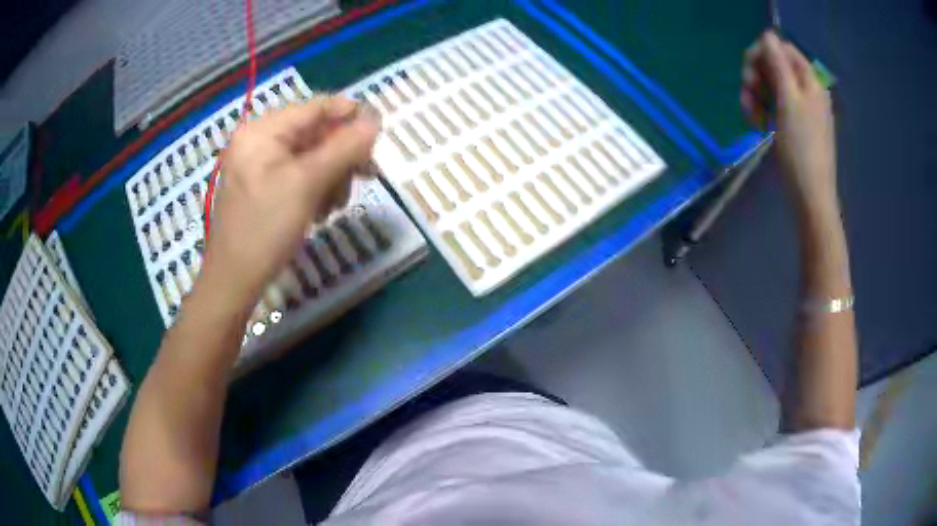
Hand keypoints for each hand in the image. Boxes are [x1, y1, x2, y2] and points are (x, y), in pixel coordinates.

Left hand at [199, 96, 380, 307]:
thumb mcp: (307, 184)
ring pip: (313, 156)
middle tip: (365, 177)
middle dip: (341, 156)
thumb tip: (376, 120)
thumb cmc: (266, 228)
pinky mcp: (265, 186)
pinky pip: (300, 175)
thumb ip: (344, 148)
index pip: (317, 107)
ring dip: (332, 177)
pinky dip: (317, 189)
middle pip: (316, 133)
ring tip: (335, 206)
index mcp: (263, 130)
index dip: (352, 115)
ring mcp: (261, 164)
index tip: (380, 135)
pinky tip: (320, 212)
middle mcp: (261, 140)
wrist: (235, 280)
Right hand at [741, 31, 837, 213]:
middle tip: (747, 95)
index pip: (782, 49)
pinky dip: (762, 109)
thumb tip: (767, 34)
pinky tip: (756, 123)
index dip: (762, 54)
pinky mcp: (793, 124)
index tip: (748, 71)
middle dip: (756, 76)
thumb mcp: (788, 101)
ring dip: (755, 94)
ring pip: (770, 86)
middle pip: (775, 66)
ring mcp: (800, 108)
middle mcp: (806, 90)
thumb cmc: (801, 148)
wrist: (810, 195)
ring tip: (750, 115)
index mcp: (810, 81)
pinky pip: (773, 105)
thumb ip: (778, 65)